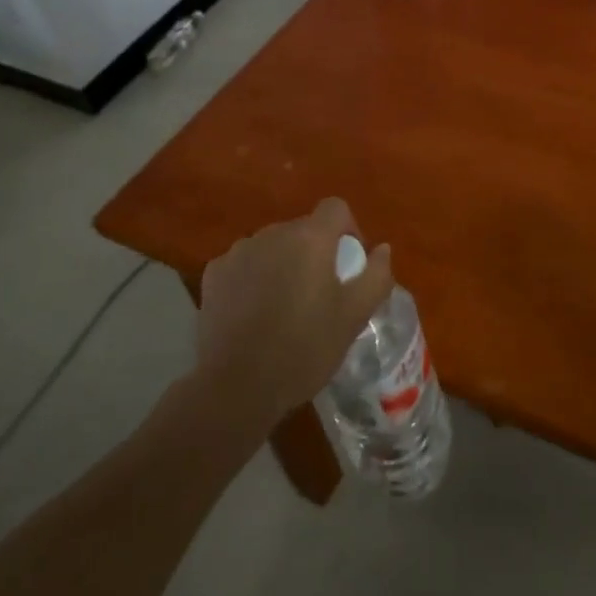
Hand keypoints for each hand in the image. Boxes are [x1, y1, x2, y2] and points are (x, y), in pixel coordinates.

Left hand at [195, 198, 393, 428]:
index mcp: (310, 238)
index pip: (336, 208)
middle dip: (315, 252)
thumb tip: (381, 249)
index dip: (348, 230)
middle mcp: (273, 233)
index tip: (349, 265)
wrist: (235, 387)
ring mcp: (239, 251)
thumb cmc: (304, 349)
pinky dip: (253, 278)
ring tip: (284, 306)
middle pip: (303, 229)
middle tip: (319, 294)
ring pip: (272, 246)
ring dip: (283, 263)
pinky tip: (253, 313)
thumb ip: (375, 276)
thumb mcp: (353, 318)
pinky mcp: (213, 273)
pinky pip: (244, 263)